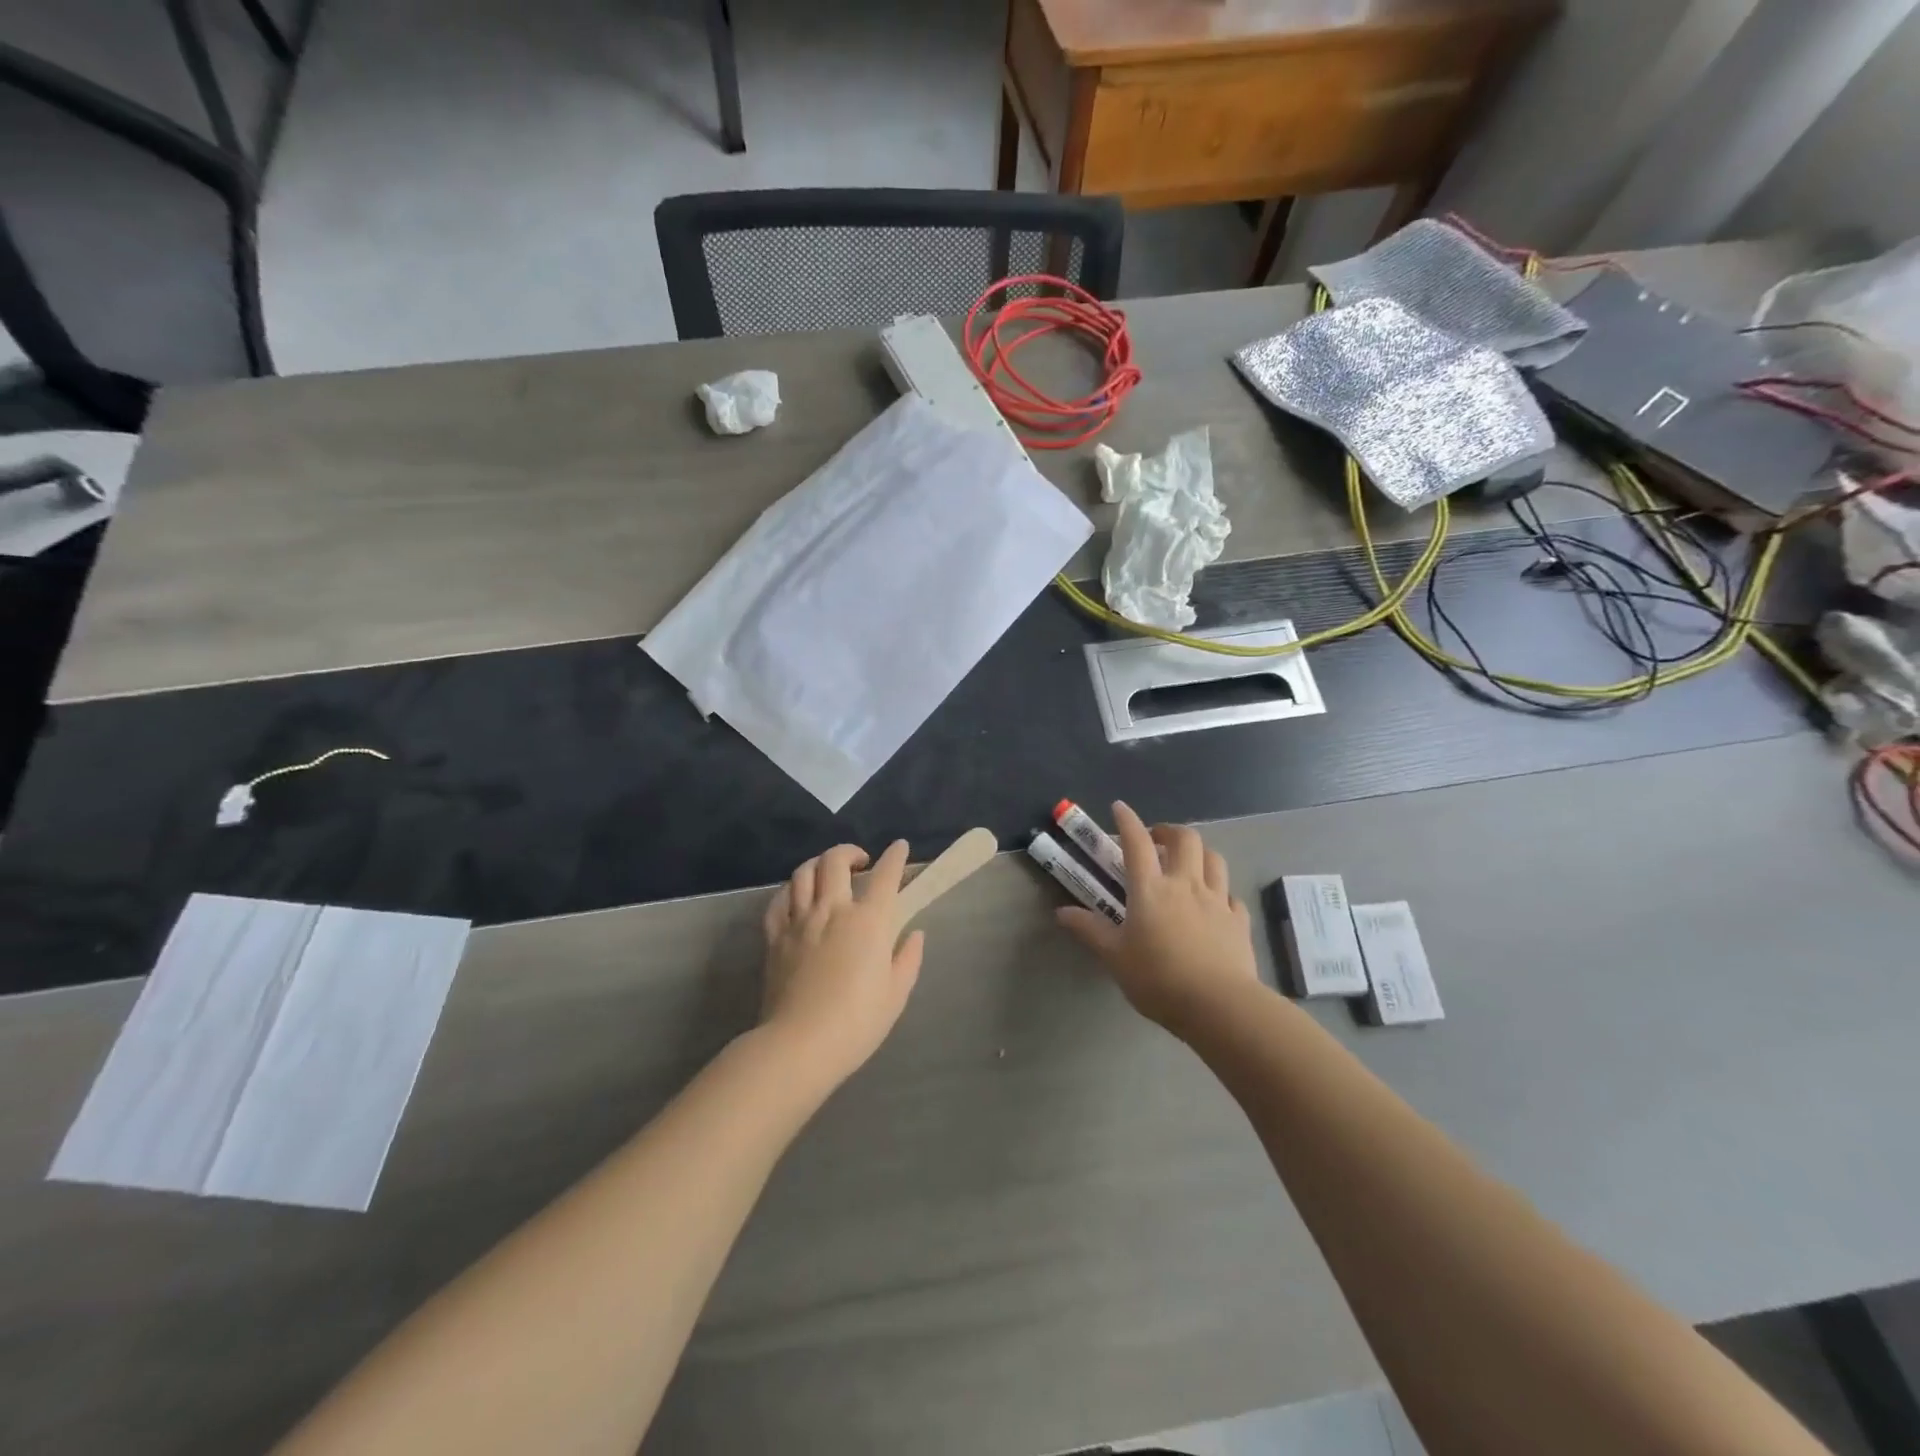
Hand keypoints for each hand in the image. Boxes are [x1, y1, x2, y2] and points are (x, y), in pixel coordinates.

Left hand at [759, 841, 924, 1084]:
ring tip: (828, 872)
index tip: (900, 847)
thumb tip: (914, 934)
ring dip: (819, 863)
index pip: (885, 877)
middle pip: (835, 861)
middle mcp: (833, 910)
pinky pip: (778, 900)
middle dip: (850, 852)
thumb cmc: (856, 1023)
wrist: (799, 1045)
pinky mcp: (774, 937)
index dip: (895, 857)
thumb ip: (907, 959)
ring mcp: (799, 921)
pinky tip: (797, 896)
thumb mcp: (896, 995)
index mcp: (868, 922)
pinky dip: (790, 890)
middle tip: (861, 861)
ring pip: (804, 873)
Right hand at [1055, 802, 1257, 1034]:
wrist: (1219, 1005)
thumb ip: (1090, 931)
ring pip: (1214, 859)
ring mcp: (1217, 901)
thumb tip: (1061, 912)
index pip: (1136, 843)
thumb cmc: (1159, 979)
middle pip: (1185, 840)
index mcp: (1151, 890)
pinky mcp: (1238, 921)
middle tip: (1157, 840)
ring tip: (1188, 863)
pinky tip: (1215, 903)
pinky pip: (1232, 895)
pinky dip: (1222, 891)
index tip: (1120, 807)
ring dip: (1199, 853)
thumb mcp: (1115, 957)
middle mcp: (1185, 885)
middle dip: (1170, 831)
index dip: (1127, 820)